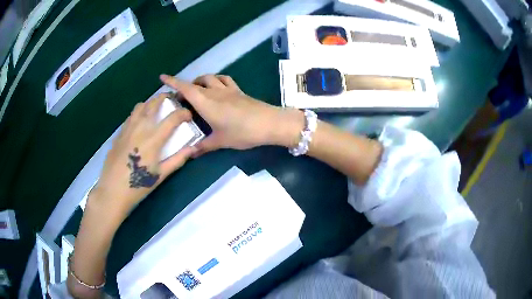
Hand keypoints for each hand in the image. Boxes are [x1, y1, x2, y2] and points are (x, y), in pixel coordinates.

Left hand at [89, 94, 196, 216]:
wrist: (113, 190)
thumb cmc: (138, 185)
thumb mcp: (161, 175)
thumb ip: (178, 159)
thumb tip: (193, 148)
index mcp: (154, 138)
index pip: (173, 117)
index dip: (184, 113)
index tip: (188, 115)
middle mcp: (141, 127)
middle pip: (154, 103)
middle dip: (165, 98)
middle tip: (172, 100)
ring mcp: (128, 128)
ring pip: (140, 106)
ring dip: (150, 103)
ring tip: (155, 108)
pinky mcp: (119, 133)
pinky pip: (131, 116)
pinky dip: (139, 113)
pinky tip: (140, 122)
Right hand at [160, 74, 304, 154]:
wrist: (269, 123)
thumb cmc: (242, 132)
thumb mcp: (220, 141)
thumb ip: (204, 147)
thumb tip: (191, 154)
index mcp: (206, 103)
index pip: (185, 88)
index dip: (172, 82)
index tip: (162, 77)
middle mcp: (215, 92)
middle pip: (196, 82)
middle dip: (185, 86)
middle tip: (180, 97)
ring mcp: (228, 90)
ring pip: (210, 78)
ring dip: (200, 81)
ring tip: (197, 90)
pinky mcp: (239, 91)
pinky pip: (224, 80)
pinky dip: (217, 80)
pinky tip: (217, 87)